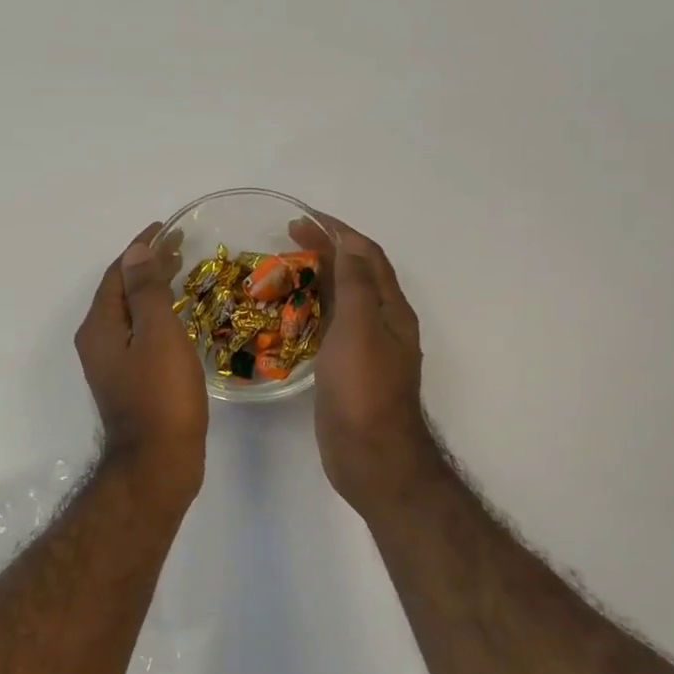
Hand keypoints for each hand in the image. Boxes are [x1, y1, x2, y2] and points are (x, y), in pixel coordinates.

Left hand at [75, 223, 208, 497]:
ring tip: (183, 274)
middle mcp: (97, 342)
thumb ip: (146, 290)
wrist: (158, 462)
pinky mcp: (128, 382)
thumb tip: (135, 250)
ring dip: (153, 291)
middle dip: (148, 266)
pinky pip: (139, 335)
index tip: (168, 228)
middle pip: (121, 292)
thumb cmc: (161, 395)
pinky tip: (179, 319)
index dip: (140, 247)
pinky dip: (156, 317)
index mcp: (99, 326)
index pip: (117, 273)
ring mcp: (111, 364)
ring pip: (131, 315)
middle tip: (182, 248)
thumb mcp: (157, 334)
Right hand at [290, 214, 442, 510]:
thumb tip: (349, 243)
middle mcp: (382, 324)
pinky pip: (329, 328)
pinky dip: (311, 311)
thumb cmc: (364, 389)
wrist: (371, 455)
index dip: (338, 231)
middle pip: (355, 274)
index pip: (366, 255)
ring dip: (317, 278)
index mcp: (390, 309)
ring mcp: (365, 349)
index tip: (303, 217)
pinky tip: (288, 315)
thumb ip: (355, 284)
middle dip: (326, 250)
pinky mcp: (347, 370)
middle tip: (286, 238)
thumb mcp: (360, 328)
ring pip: (342, 301)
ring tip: (283, 269)